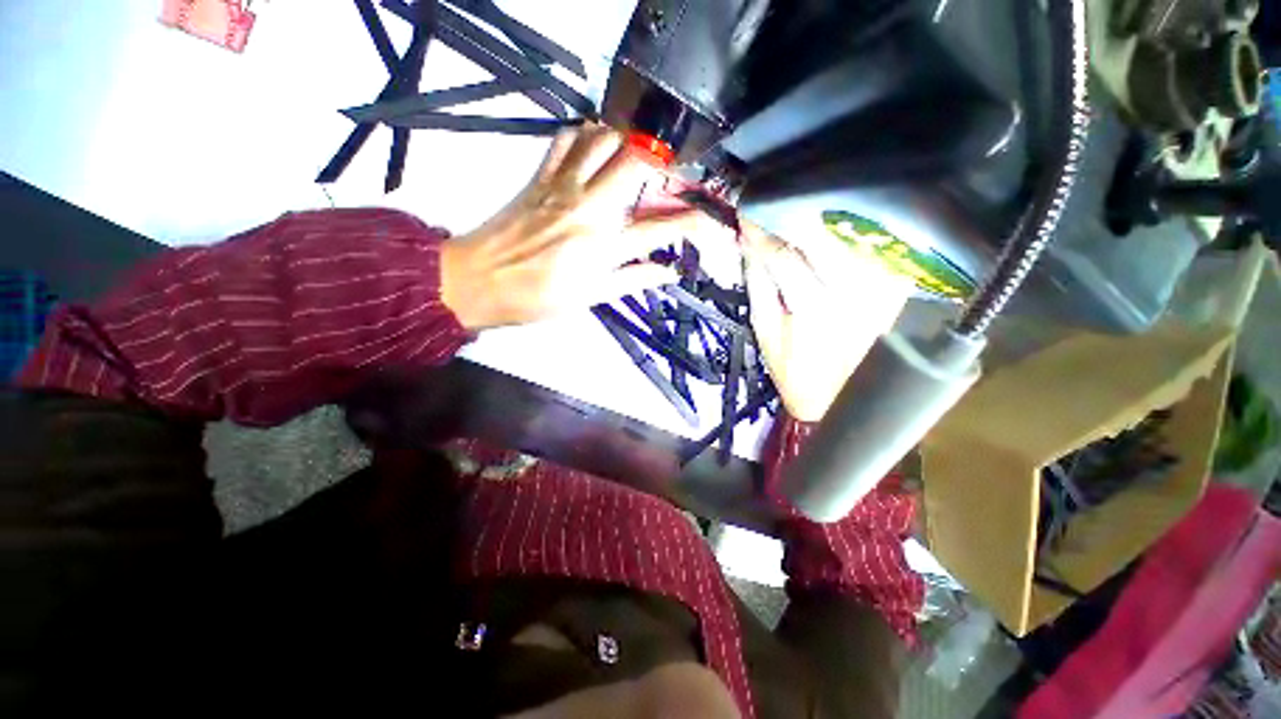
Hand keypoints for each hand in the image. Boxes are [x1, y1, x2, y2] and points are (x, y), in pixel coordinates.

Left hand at [440, 125, 726, 329]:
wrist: (481, 280)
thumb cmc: (539, 297)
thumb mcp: (593, 297)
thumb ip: (634, 279)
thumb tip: (669, 272)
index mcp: (605, 245)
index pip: (662, 228)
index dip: (693, 222)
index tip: (711, 219)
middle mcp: (591, 207)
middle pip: (637, 162)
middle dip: (663, 162)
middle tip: (669, 175)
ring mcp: (564, 185)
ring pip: (604, 138)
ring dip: (627, 142)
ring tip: (634, 160)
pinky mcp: (541, 175)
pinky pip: (567, 138)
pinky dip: (587, 135)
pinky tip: (595, 149)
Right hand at [742, 222, 911, 421]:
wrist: (841, 399)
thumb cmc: (794, 372)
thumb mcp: (765, 332)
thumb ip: (759, 285)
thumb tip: (748, 245)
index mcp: (814, 310)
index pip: (784, 257)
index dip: (763, 233)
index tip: (747, 213)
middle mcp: (853, 294)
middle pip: (826, 237)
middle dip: (797, 214)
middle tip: (777, 199)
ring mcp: (879, 290)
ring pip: (854, 238)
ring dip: (827, 219)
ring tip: (803, 207)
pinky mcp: (893, 292)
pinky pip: (875, 251)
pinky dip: (854, 234)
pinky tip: (837, 225)